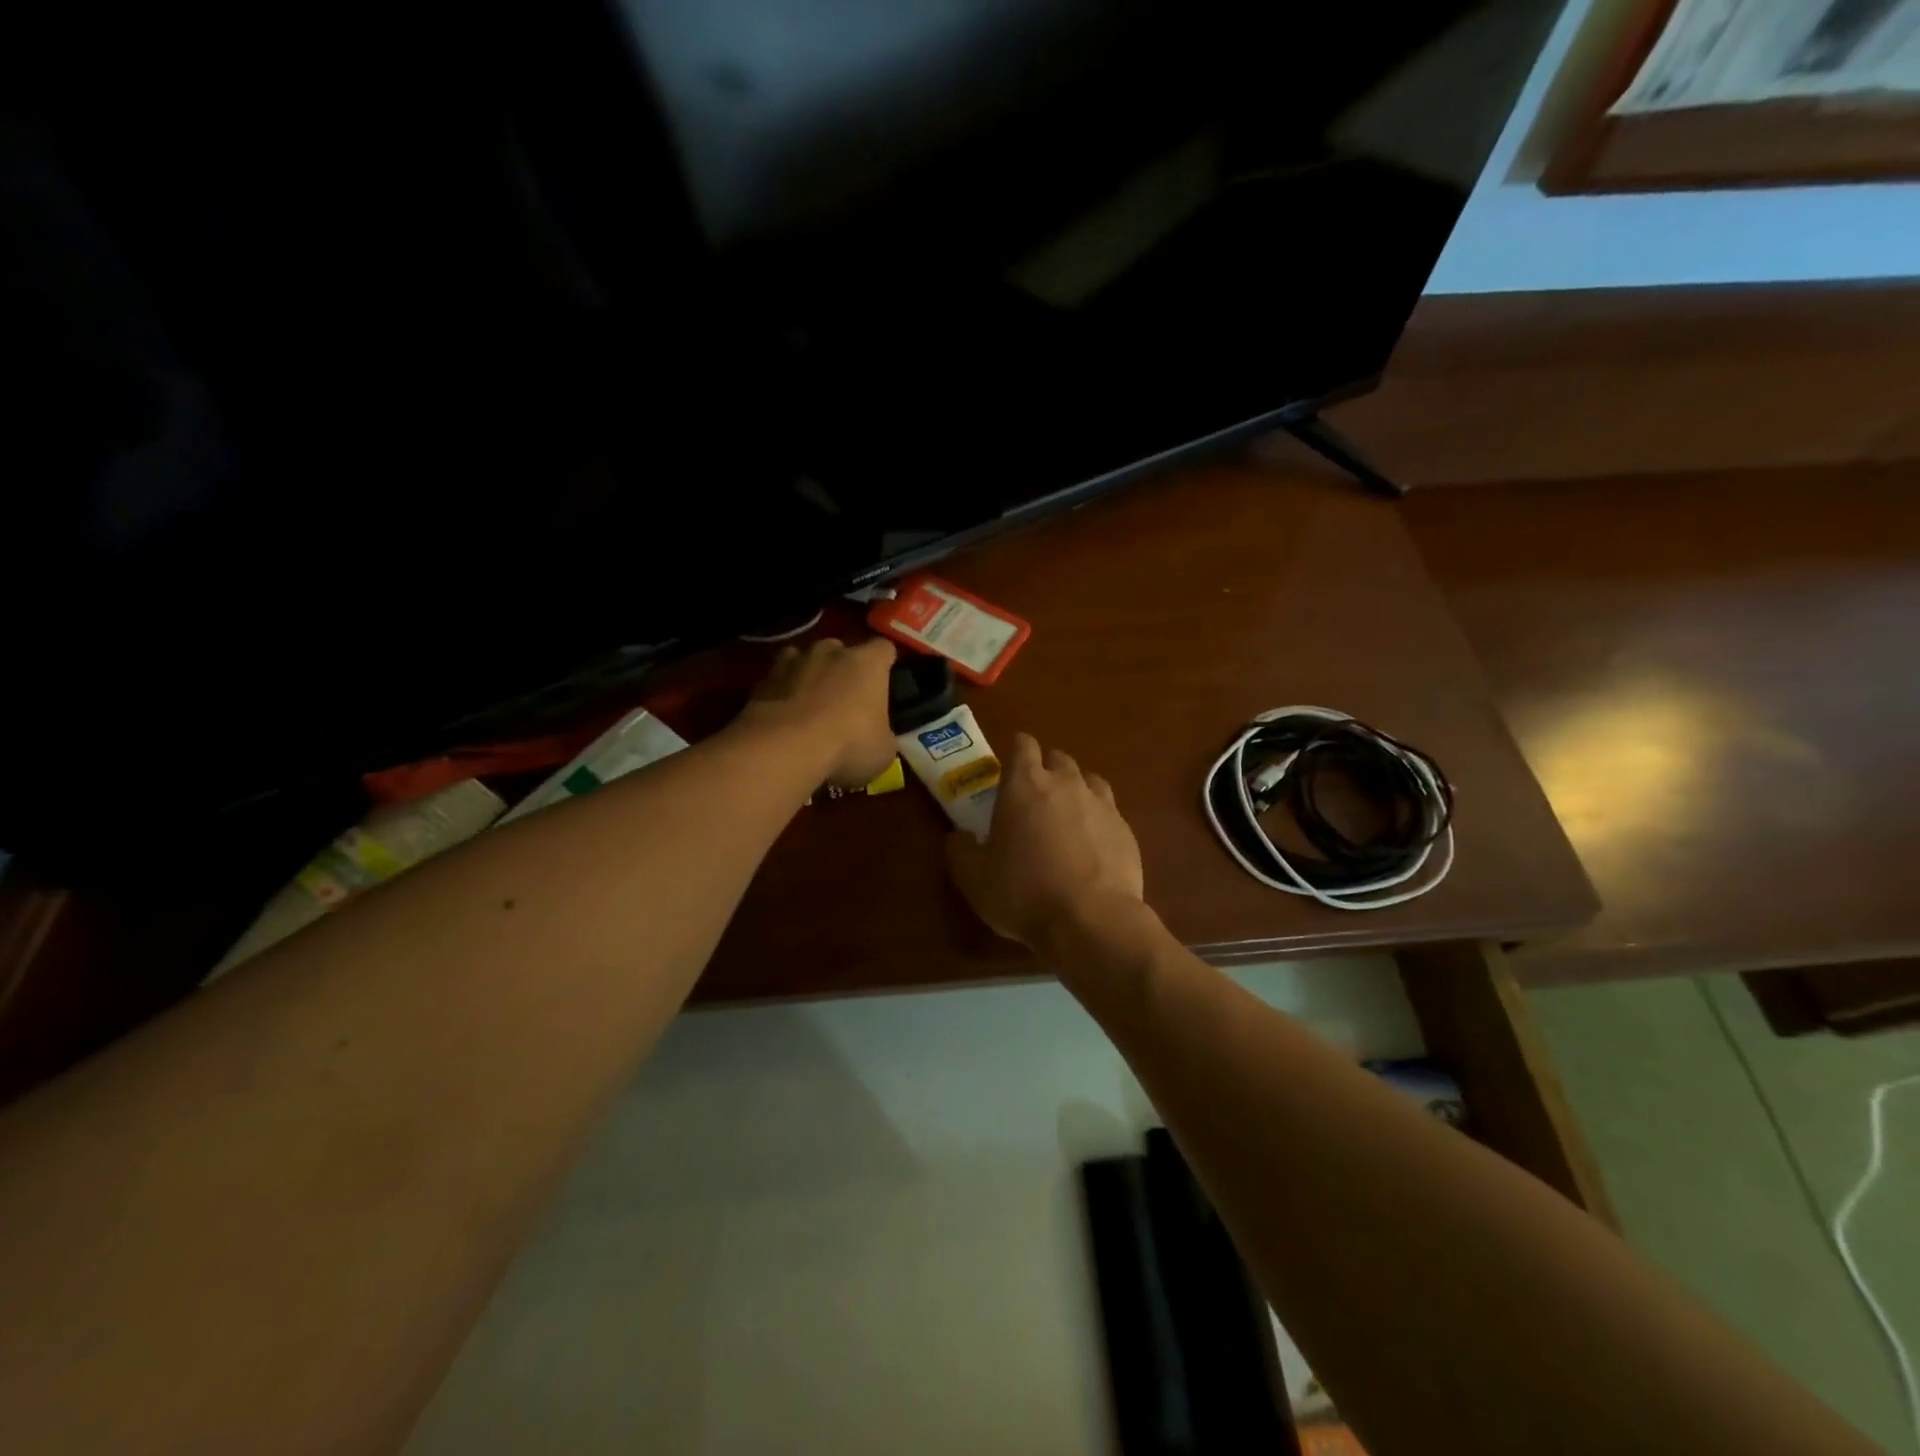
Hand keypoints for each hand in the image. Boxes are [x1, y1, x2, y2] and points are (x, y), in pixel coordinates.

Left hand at [741, 637, 897, 785]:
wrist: (786, 747)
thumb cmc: (848, 744)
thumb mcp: (883, 752)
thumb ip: (882, 736)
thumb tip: (877, 739)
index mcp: (868, 663)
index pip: (884, 649)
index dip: (884, 664)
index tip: (883, 682)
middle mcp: (831, 652)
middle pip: (841, 649)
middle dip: (842, 668)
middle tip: (845, 698)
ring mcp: (794, 662)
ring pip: (804, 659)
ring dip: (809, 675)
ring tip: (810, 704)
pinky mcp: (764, 680)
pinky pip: (778, 680)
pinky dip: (781, 693)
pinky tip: (783, 717)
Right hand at [946, 732, 1143, 946]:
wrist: (1092, 920)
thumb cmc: (1023, 893)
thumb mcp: (973, 878)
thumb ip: (961, 850)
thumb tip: (960, 838)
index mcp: (1024, 785)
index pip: (1023, 745)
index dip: (1016, 752)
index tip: (1009, 772)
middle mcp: (1066, 784)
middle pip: (1058, 758)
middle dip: (1046, 771)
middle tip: (1033, 800)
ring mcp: (1102, 804)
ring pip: (1089, 780)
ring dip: (1076, 791)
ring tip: (1066, 818)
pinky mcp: (1126, 830)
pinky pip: (1110, 812)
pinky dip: (1098, 820)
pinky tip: (1092, 846)